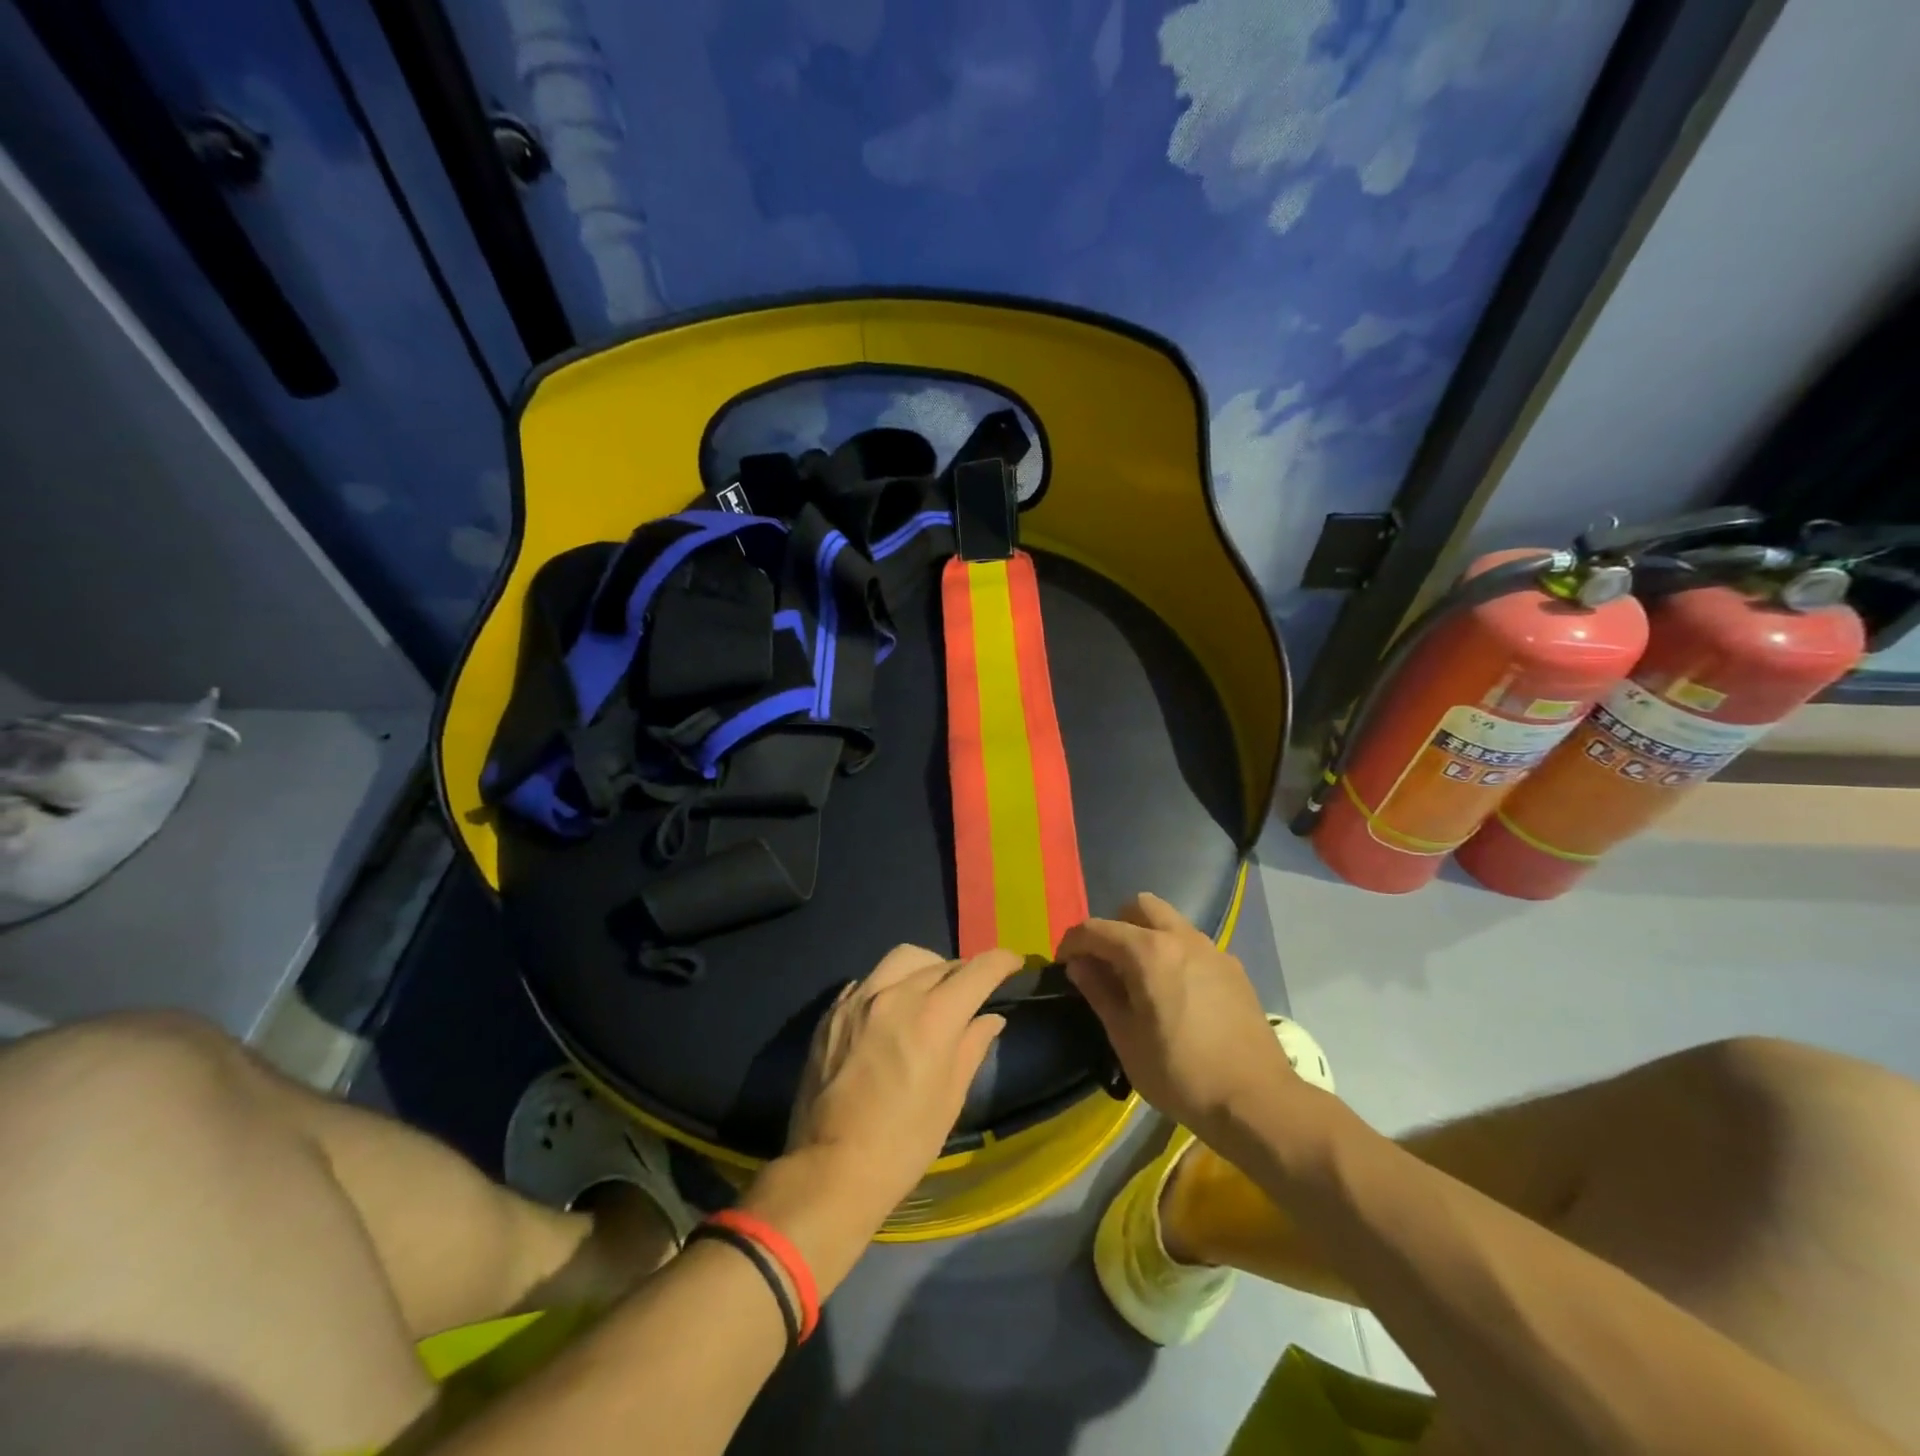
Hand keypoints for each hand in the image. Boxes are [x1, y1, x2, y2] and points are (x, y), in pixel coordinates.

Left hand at [784, 944, 1020, 1216]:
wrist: (832, 1168)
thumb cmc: (904, 1143)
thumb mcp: (950, 1097)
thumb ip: (972, 1046)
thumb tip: (990, 1018)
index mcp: (933, 1017)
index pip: (977, 971)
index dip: (1001, 961)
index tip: (1013, 963)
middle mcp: (896, 995)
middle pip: (940, 963)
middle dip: (963, 972)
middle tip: (971, 992)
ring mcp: (859, 999)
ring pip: (902, 959)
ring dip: (925, 968)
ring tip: (929, 992)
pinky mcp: (832, 1011)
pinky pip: (869, 980)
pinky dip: (889, 985)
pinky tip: (890, 1011)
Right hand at [1059, 892, 1296, 1141]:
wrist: (1256, 1100)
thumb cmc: (1179, 1074)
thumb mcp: (1125, 1038)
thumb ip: (1099, 992)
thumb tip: (1079, 964)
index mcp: (1148, 951)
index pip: (1096, 929)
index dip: (1073, 942)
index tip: (1064, 964)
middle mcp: (1180, 937)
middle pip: (1139, 906)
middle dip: (1115, 926)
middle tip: (1106, 962)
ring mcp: (1212, 950)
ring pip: (1170, 922)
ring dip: (1147, 936)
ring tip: (1141, 978)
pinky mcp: (1233, 968)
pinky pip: (1194, 945)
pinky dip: (1175, 953)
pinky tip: (1177, 993)